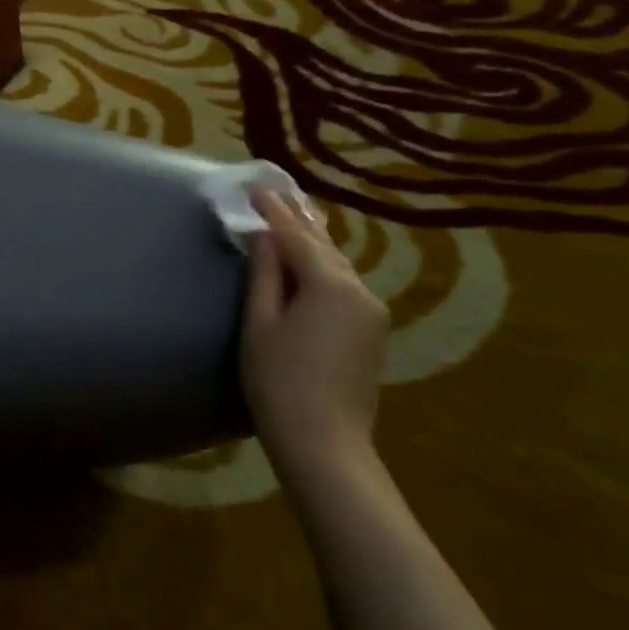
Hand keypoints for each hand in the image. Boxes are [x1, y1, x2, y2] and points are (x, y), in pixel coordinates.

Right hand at [242, 188, 388, 482]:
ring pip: (339, 265)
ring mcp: (372, 312)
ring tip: (295, 216)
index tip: (255, 186)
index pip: (296, 236)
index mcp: (329, 285)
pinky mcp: (372, 332)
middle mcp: (359, 290)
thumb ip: (264, 275)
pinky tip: (314, 260)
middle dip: (299, 218)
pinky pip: (346, 285)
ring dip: (314, 242)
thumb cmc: (278, 382)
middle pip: (324, 246)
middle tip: (277, 191)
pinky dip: (325, 266)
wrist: (324, 443)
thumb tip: (265, 238)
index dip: (273, 211)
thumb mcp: (260, 324)